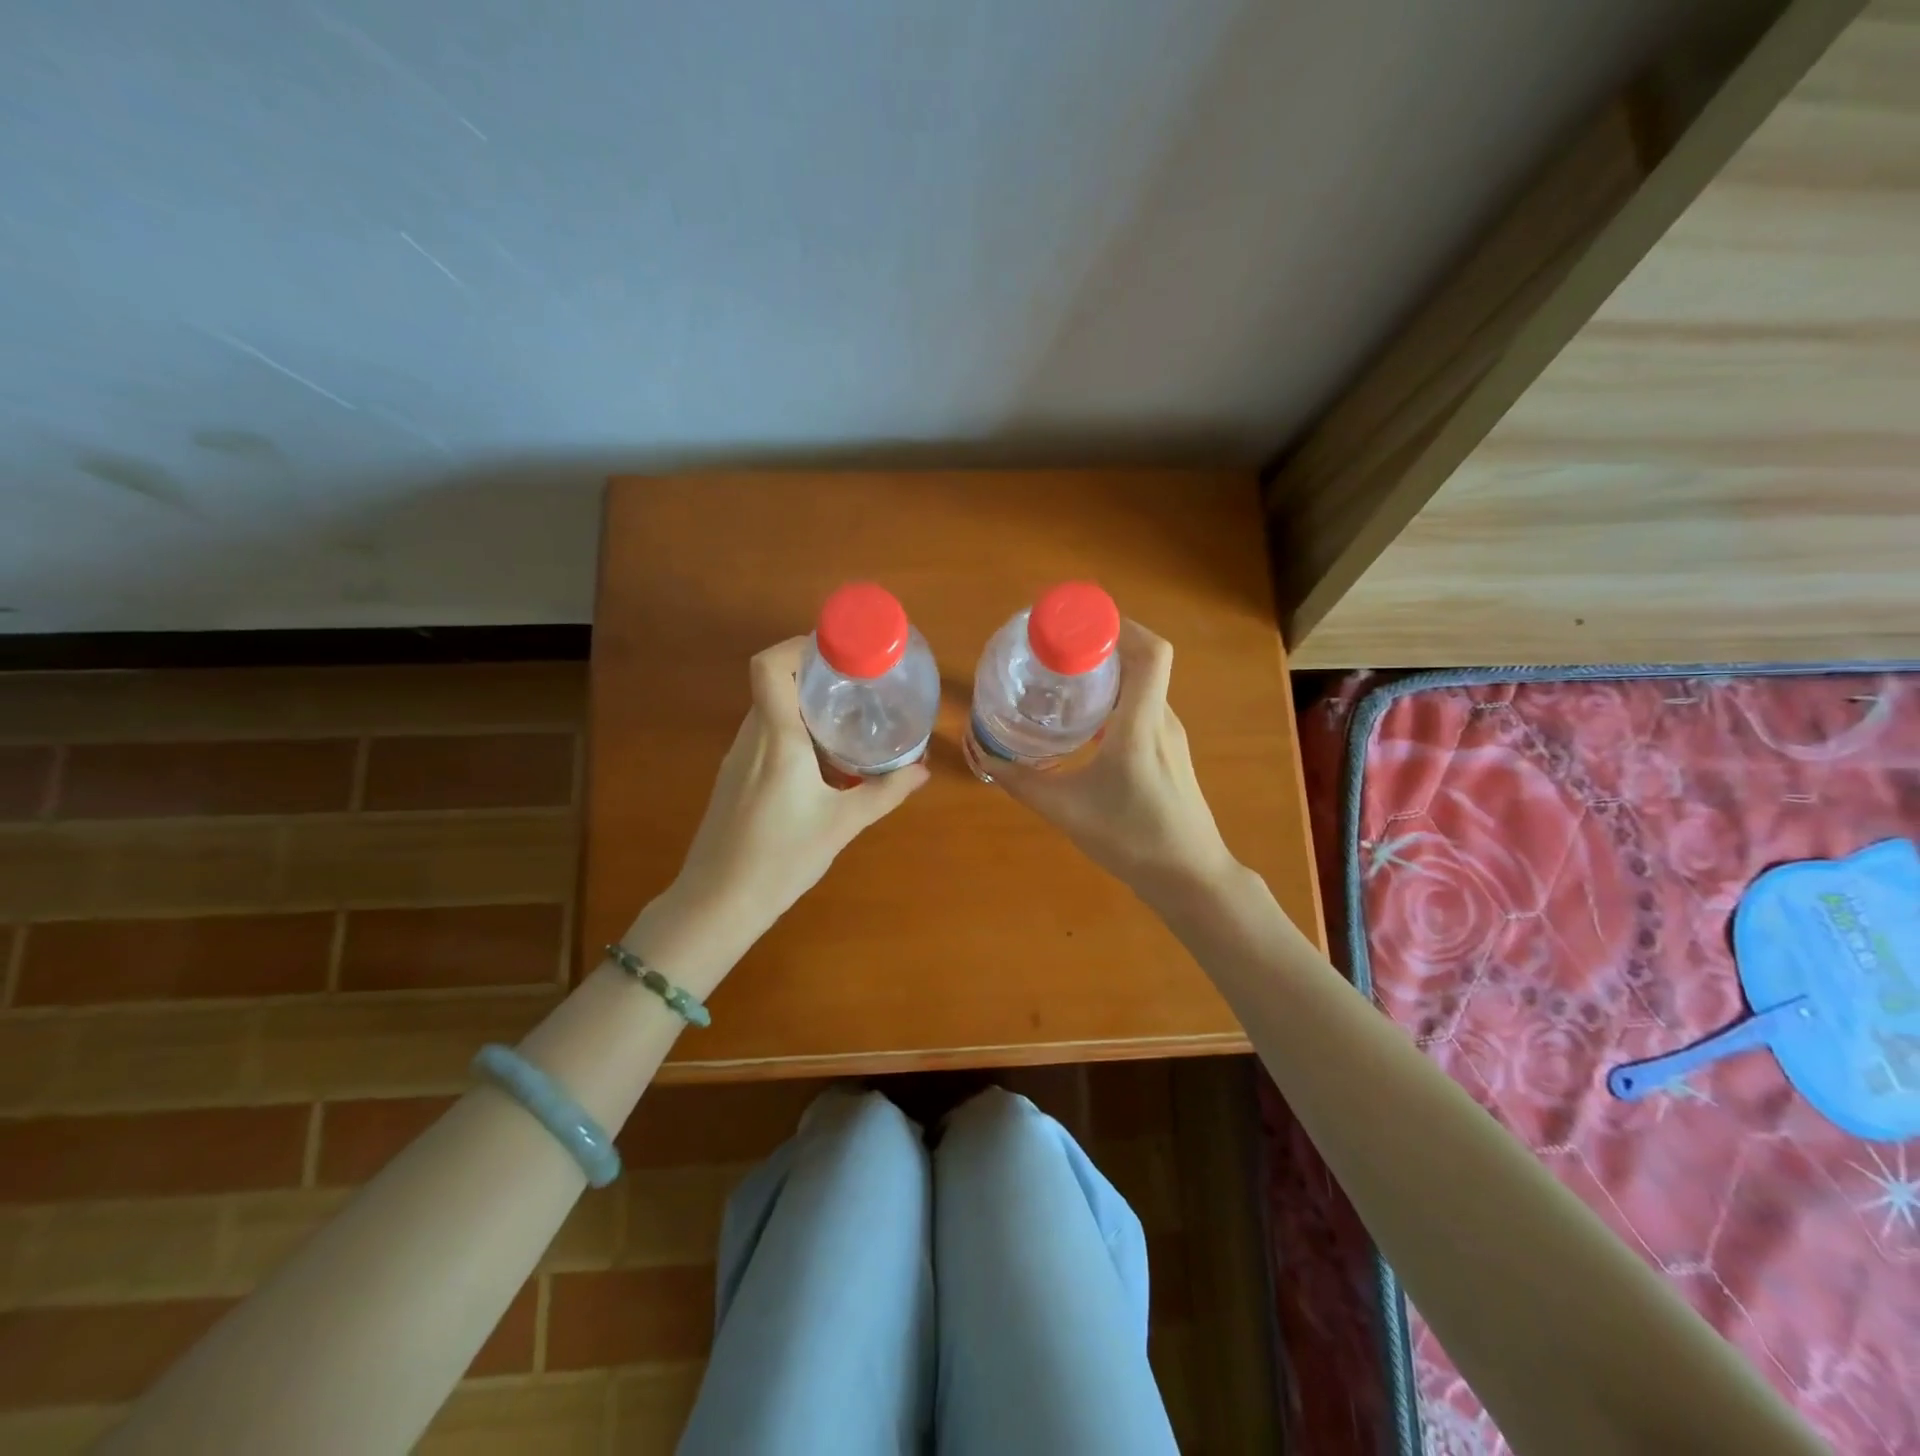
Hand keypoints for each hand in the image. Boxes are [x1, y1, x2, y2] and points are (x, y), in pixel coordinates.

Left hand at [660, 636, 928, 950]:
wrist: (717, 903)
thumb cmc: (781, 858)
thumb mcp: (843, 824)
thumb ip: (885, 792)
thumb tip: (922, 770)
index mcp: (777, 737)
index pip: (769, 665)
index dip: (799, 645)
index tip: (839, 652)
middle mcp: (751, 737)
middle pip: (775, 683)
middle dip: (815, 677)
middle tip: (858, 687)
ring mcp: (737, 758)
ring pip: (769, 711)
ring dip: (804, 707)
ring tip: (846, 722)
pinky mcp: (733, 778)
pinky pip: (764, 736)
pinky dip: (792, 733)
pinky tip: (820, 764)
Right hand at [995, 621, 1236, 905]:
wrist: (1190, 877)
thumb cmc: (1132, 839)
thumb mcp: (1065, 810)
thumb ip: (1020, 781)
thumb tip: (982, 753)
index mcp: (1142, 723)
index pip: (1149, 651)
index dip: (1118, 625)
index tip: (1074, 624)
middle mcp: (1162, 718)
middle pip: (1142, 659)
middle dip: (1100, 645)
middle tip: (1054, 650)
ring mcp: (1170, 735)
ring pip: (1142, 683)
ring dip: (1108, 672)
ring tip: (1063, 679)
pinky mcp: (1169, 751)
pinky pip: (1143, 706)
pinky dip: (1115, 698)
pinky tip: (1084, 720)